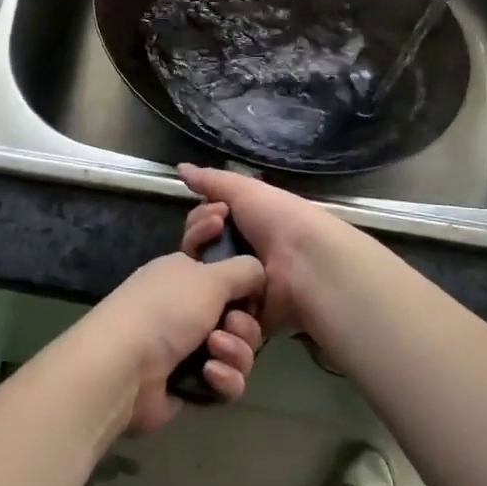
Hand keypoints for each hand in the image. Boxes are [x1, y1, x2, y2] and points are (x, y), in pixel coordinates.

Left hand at [85, 249, 265, 435]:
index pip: (228, 273)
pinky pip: (226, 382)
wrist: (124, 366)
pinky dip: (223, 379)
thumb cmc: (167, 309)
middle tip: (229, 326)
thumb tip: (259, 273)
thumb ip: (245, 270)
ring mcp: (188, 348)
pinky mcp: (191, 386)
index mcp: (186, 274)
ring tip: (215, 353)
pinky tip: (209, 377)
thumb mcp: (211, 276)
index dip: (245, 280)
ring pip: (238, 351)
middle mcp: (187, 308)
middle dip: (243, 325)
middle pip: (240, 317)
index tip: (254, 283)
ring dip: (235, 352)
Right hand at [177, 164, 376, 343]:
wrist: (307, 263)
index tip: (213, 216)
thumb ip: (211, 181)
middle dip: (198, 241)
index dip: (199, 220)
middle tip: (214, 234)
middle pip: (198, 254)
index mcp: (243, 228)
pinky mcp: (244, 318)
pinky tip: (214, 295)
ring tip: (213, 268)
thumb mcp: (244, 190)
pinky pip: (216, 314)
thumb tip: (179, 167)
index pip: (202, 227)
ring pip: (202, 283)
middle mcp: (240, 257)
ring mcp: (241, 290)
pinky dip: (211, 305)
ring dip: (201, 274)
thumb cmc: (279, 220)